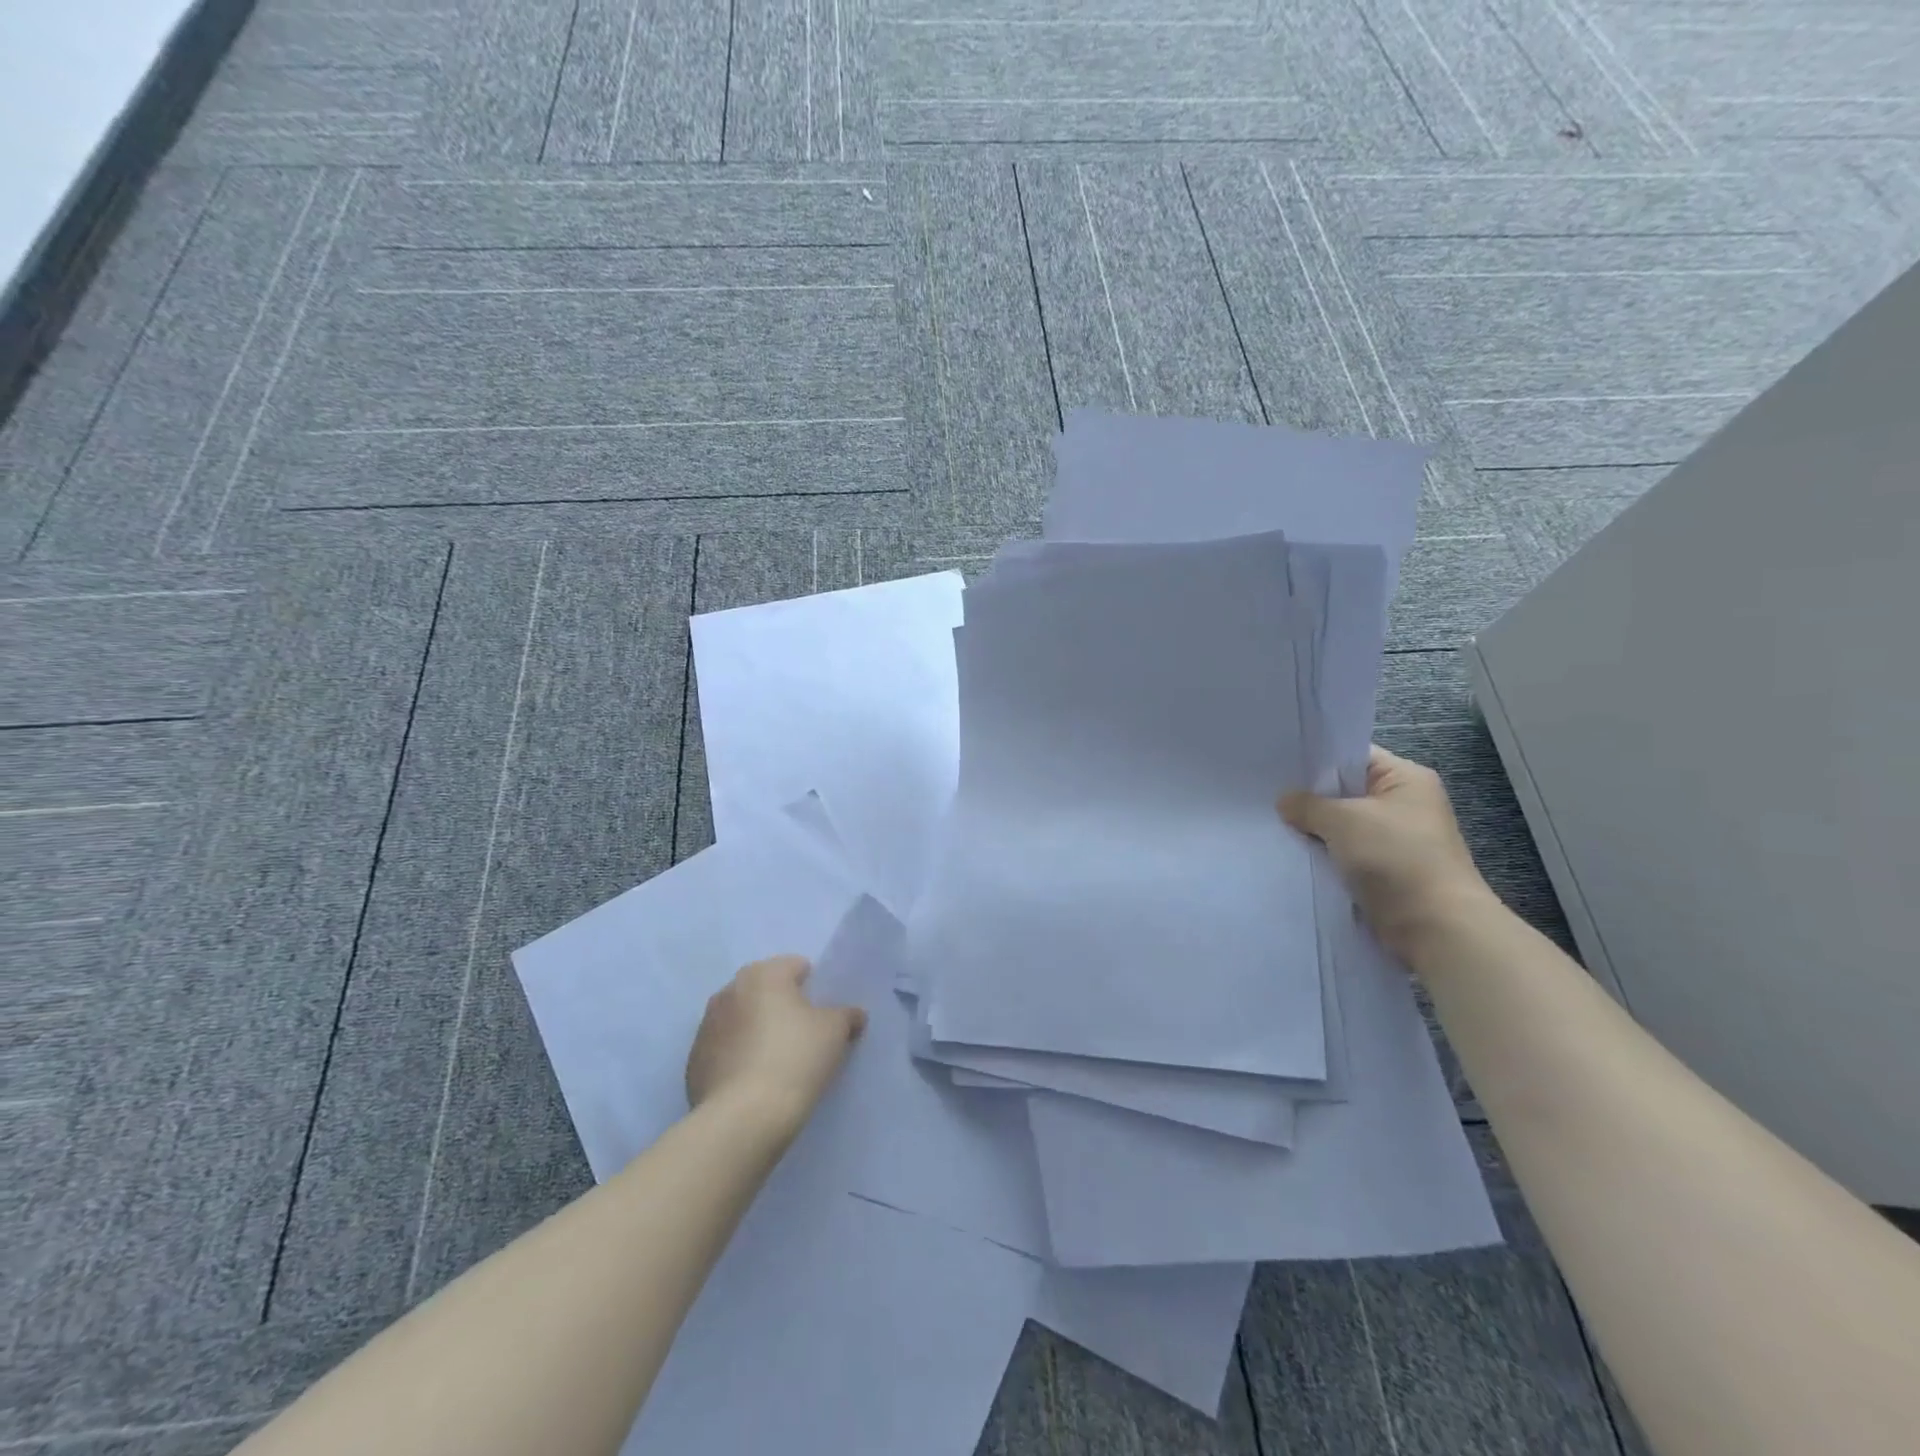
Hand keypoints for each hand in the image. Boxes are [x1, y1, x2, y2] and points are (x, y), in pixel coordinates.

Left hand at [686, 956, 866, 1136]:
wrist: (743, 1118)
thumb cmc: (795, 1059)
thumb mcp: (834, 1032)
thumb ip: (845, 1015)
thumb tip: (853, 1014)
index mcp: (763, 975)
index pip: (795, 966)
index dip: (813, 986)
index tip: (823, 1014)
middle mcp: (729, 991)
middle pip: (764, 990)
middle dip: (781, 1006)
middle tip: (803, 1035)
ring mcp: (706, 1026)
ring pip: (741, 1019)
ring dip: (756, 1030)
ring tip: (777, 1061)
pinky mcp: (694, 1061)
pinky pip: (724, 1049)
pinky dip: (738, 1056)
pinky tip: (754, 1081)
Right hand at [1280, 745, 1495, 959]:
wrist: (1435, 926)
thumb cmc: (1395, 857)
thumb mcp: (1344, 820)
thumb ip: (1308, 805)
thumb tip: (1285, 801)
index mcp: (1405, 779)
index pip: (1353, 756)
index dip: (1316, 758)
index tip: (1277, 764)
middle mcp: (1404, 804)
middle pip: (1345, 791)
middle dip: (1310, 796)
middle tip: (1267, 794)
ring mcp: (1395, 838)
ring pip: (1343, 825)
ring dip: (1315, 828)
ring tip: (1272, 822)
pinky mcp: (1385, 869)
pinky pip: (1346, 852)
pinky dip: (1324, 853)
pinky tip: (1293, 852)